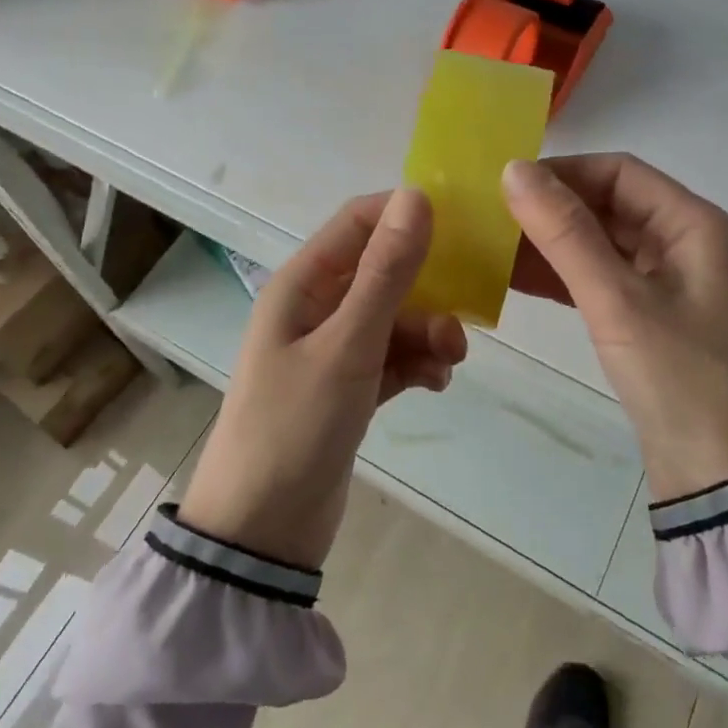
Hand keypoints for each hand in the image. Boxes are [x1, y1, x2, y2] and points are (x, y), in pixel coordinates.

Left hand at [180, 190, 467, 567]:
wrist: (262, 530)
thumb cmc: (295, 424)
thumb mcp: (347, 344)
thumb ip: (385, 273)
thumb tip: (416, 196)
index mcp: (302, 283)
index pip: (357, 222)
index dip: (405, 214)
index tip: (460, 225)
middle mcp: (316, 307)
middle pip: (383, 271)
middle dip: (427, 287)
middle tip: (465, 311)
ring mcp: (332, 349)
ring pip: (394, 317)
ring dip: (426, 331)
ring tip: (450, 361)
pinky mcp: (348, 387)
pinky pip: (392, 357)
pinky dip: (416, 363)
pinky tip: (435, 383)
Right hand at [504, 155, 727, 499]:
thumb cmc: (681, 377)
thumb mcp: (618, 300)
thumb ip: (565, 233)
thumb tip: (513, 170)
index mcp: (696, 226)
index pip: (620, 172)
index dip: (562, 172)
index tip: (506, 185)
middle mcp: (689, 244)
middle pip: (611, 206)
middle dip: (552, 210)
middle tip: (491, 217)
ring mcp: (673, 284)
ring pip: (603, 244)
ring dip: (553, 244)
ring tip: (493, 248)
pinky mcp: (656, 318)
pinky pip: (604, 280)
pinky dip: (564, 277)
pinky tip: (516, 280)